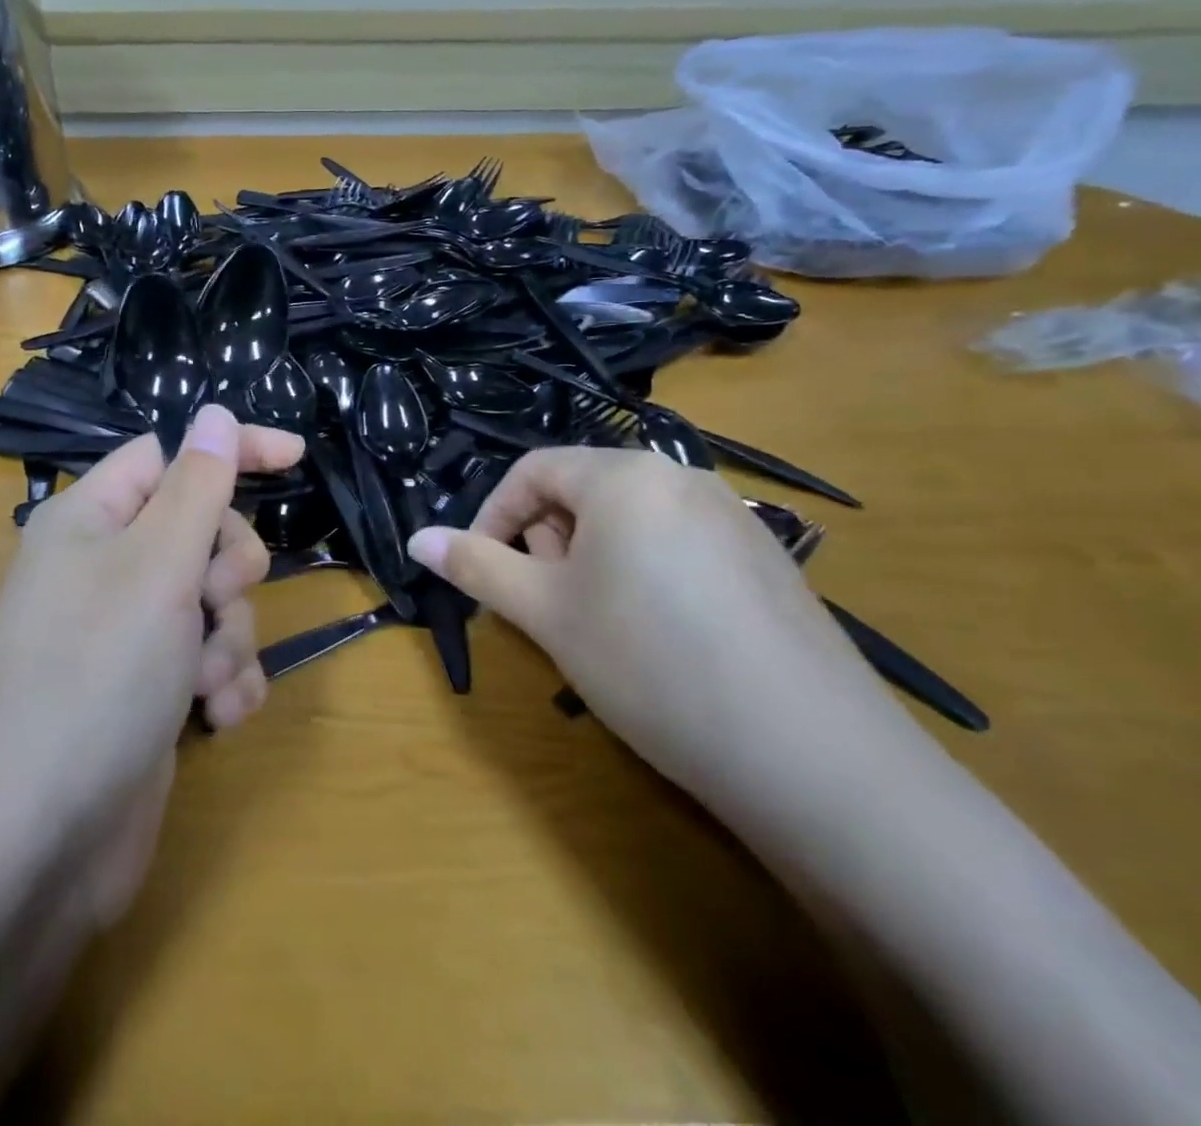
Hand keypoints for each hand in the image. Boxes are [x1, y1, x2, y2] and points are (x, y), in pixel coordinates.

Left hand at [0, 405, 303, 924]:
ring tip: (207, 682)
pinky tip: (219, 718)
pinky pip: (206, 657)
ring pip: (212, 600)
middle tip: (214, 602)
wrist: (35, 842)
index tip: (297, 458)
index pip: (171, 455)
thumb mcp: (157, 567)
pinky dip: (223, 681)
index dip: (230, 449)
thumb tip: (212, 412)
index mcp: (92, 518)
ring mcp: (125, 632)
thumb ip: (195, 486)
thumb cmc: (95, 678)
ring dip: (229, 637)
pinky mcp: (146, 689)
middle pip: (200, 529)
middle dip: (228, 567)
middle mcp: (105, 567)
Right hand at [407, 448, 917, 812]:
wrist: (812, 758)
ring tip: (597, 624)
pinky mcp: (764, 559)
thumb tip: (416, 538)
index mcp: (625, 475)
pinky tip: (657, 636)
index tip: (481, 571)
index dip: (493, 516)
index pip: (533, 470)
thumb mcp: (546, 613)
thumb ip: (477, 566)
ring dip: (590, 559)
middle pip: (582, 489)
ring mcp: (731, 516)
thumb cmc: (650, 665)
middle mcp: (682, 476)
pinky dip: (641, 572)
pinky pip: (675, 542)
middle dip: (546, 540)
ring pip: (628, 519)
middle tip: (544, 605)